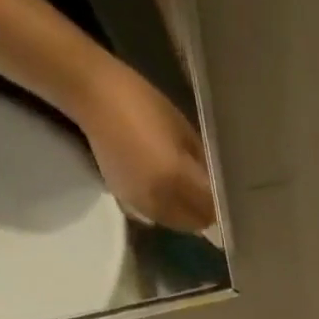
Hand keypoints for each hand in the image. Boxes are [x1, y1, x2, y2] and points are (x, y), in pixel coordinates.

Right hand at [73, 60, 215, 230]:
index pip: (210, 208)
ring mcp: (142, 204)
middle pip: (195, 222)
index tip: (227, 199)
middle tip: (211, 199)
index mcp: (176, 178)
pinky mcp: (127, 201)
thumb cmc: (141, 102)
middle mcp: (161, 200)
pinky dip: (170, 212)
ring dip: (188, 215)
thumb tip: (215, 184)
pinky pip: (158, 217)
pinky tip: (170, 194)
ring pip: (178, 224)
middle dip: (206, 213)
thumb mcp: (182, 130)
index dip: (221, 207)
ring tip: (191, 197)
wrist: (91, 94)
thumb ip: (201, 163)